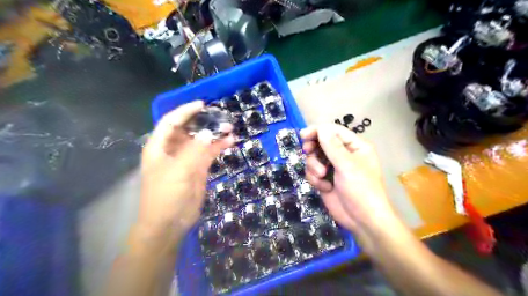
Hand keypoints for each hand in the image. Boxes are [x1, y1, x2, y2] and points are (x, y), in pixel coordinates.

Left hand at [140, 100, 232, 241]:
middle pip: (188, 129)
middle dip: (203, 121)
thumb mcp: (178, 171)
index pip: (171, 122)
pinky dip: (218, 147)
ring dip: (213, 134)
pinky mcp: (198, 169)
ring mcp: (186, 159)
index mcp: (159, 147)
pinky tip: (230, 141)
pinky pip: (209, 153)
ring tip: (229, 127)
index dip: (185, 111)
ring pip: (201, 141)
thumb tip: (207, 133)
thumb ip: (193, 151)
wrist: (170, 223)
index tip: (202, 105)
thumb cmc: (166, 195)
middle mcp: (172, 150)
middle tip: (220, 115)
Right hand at [298, 123, 397, 244]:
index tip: (303, 135)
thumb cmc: (361, 189)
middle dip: (314, 149)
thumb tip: (321, 128)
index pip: (333, 131)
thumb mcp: (347, 166)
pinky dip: (315, 179)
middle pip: (321, 143)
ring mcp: (333, 168)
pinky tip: (324, 187)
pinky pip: (312, 172)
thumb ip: (332, 147)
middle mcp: (343, 155)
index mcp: (354, 147)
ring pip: (314, 158)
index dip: (318, 131)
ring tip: (322, 177)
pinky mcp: (325, 180)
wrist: (362, 220)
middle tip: (307, 151)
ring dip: (314, 167)